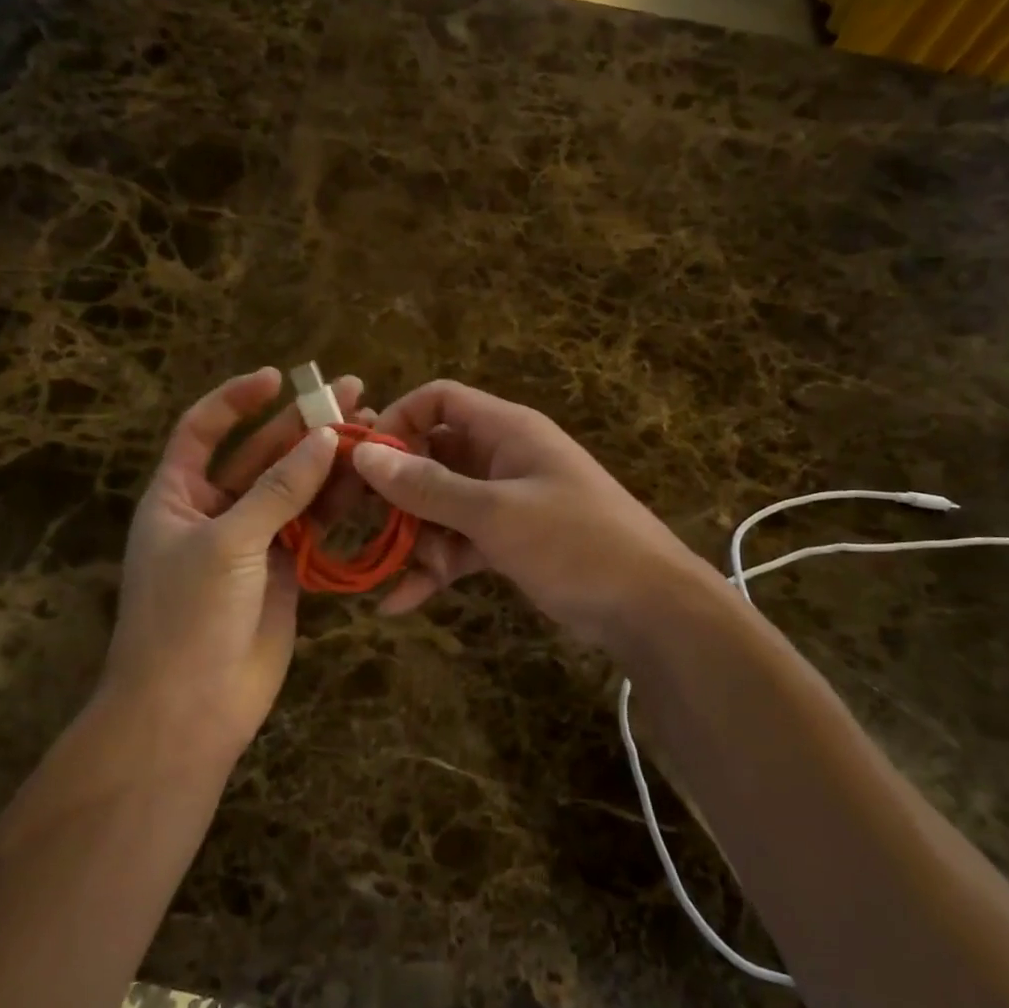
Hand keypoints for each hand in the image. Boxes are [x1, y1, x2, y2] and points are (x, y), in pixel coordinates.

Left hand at [103, 367, 365, 757]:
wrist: (191, 709)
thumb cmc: (188, 616)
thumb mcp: (228, 542)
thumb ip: (279, 490)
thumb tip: (325, 438)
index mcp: (178, 496)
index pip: (203, 430)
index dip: (235, 400)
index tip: (277, 378)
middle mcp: (215, 511)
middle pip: (261, 455)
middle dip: (302, 424)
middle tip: (350, 393)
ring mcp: (254, 541)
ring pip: (295, 489)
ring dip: (328, 461)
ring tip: (371, 427)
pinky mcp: (286, 570)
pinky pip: (314, 525)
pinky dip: (338, 503)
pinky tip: (368, 479)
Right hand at [353, 381, 715, 644]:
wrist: (648, 607)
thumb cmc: (575, 543)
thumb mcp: (495, 514)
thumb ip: (428, 486)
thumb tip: (364, 453)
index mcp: (506, 430)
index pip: (439, 400)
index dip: (397, 420)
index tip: (362, 460)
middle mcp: (502, 458)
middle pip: (432, 456)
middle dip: (397, 491)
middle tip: (359, 521)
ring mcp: (505, 502)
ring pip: (441, 506)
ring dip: (416, 539)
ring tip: (404, 577)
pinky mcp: (508, 542)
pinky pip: (459, 544)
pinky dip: (435, 568)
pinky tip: (400, 603)